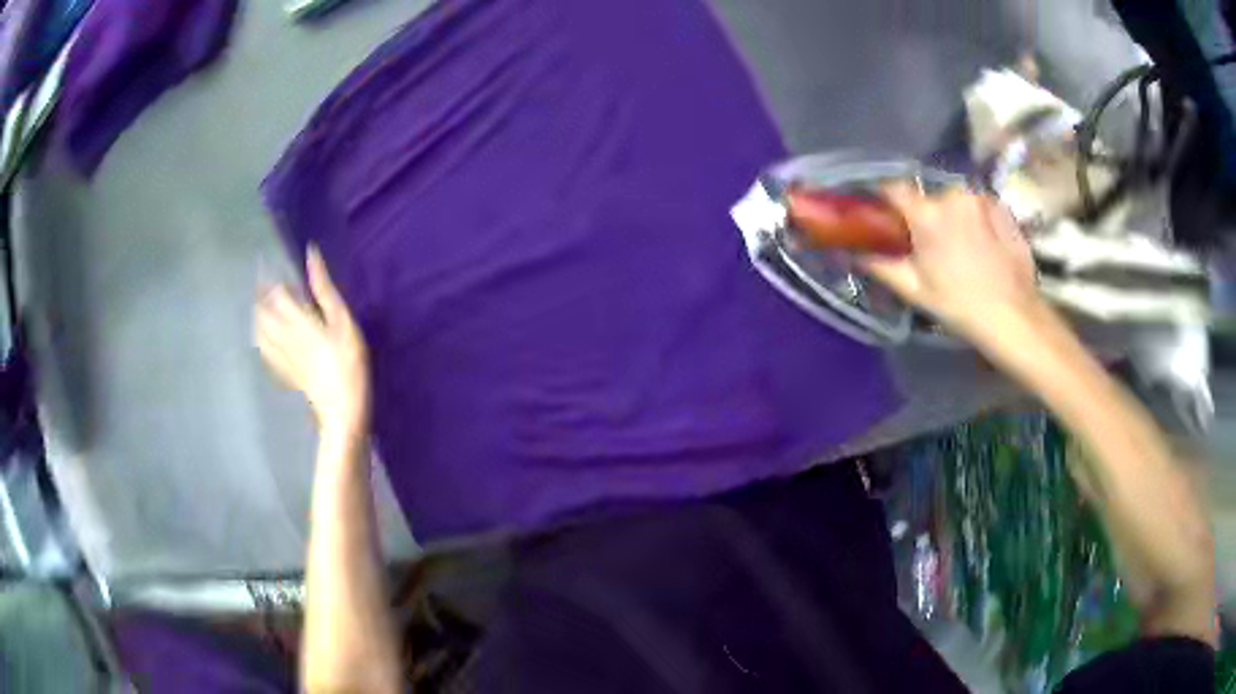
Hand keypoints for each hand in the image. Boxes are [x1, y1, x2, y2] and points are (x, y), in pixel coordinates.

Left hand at [256, 246, 369, 438]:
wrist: (341, 411)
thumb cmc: (348, 363)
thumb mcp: (343, 322)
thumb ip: (324, 289)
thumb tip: (310, 255)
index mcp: (297, 320)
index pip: (275, 293)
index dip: (269, 277)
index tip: (265, 263)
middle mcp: (283, 336)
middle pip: (261, 311)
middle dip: (258, 295)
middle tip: (259, 281)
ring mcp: (282, 356)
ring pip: (259, 330)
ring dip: (256, 314)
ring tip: (258, 304)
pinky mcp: (285, 372)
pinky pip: (264, 350)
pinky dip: (260, 337)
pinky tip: (262, 336)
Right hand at [862, 183, 1042, 343]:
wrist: (1014, 316)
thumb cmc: (960, 306)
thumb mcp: (915, 290)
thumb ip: (881, 264)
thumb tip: (854, 251)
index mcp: (927, 213)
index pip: (893, 188)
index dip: (885, 199)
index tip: (884, 215)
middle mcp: (952, 195)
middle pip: (928, 197)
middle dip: (925, 215)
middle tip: (930, 244)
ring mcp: (981, 198)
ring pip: (955, 200)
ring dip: (952, 216)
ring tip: (961, 246)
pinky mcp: (1002, 207)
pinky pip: (978, 205)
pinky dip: (975, 218)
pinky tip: (983, 244)